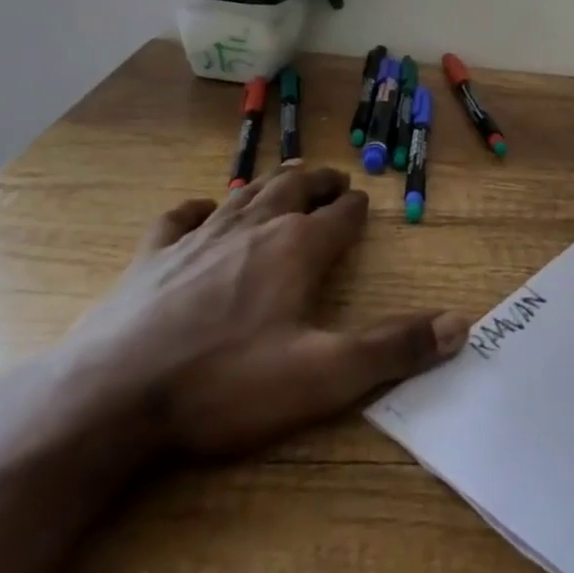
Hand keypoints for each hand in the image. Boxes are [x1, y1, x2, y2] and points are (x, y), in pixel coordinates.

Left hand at [57, 166, 466, 457]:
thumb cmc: (226, 384)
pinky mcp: (152, 256)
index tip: (363, 203)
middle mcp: (253, 228)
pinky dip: (199, 208)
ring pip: (246, 194)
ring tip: (288, 176)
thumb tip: (461, 324)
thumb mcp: (323, 375)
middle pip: (295, 189)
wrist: (113, 396)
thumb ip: (393, 348)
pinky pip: (181, 217)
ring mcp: (198, 237)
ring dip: (272, 183)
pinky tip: (203, 209)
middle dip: (319, 181)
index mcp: (296, 248)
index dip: (355, 208)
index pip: (339, 216)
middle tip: (334, 179)